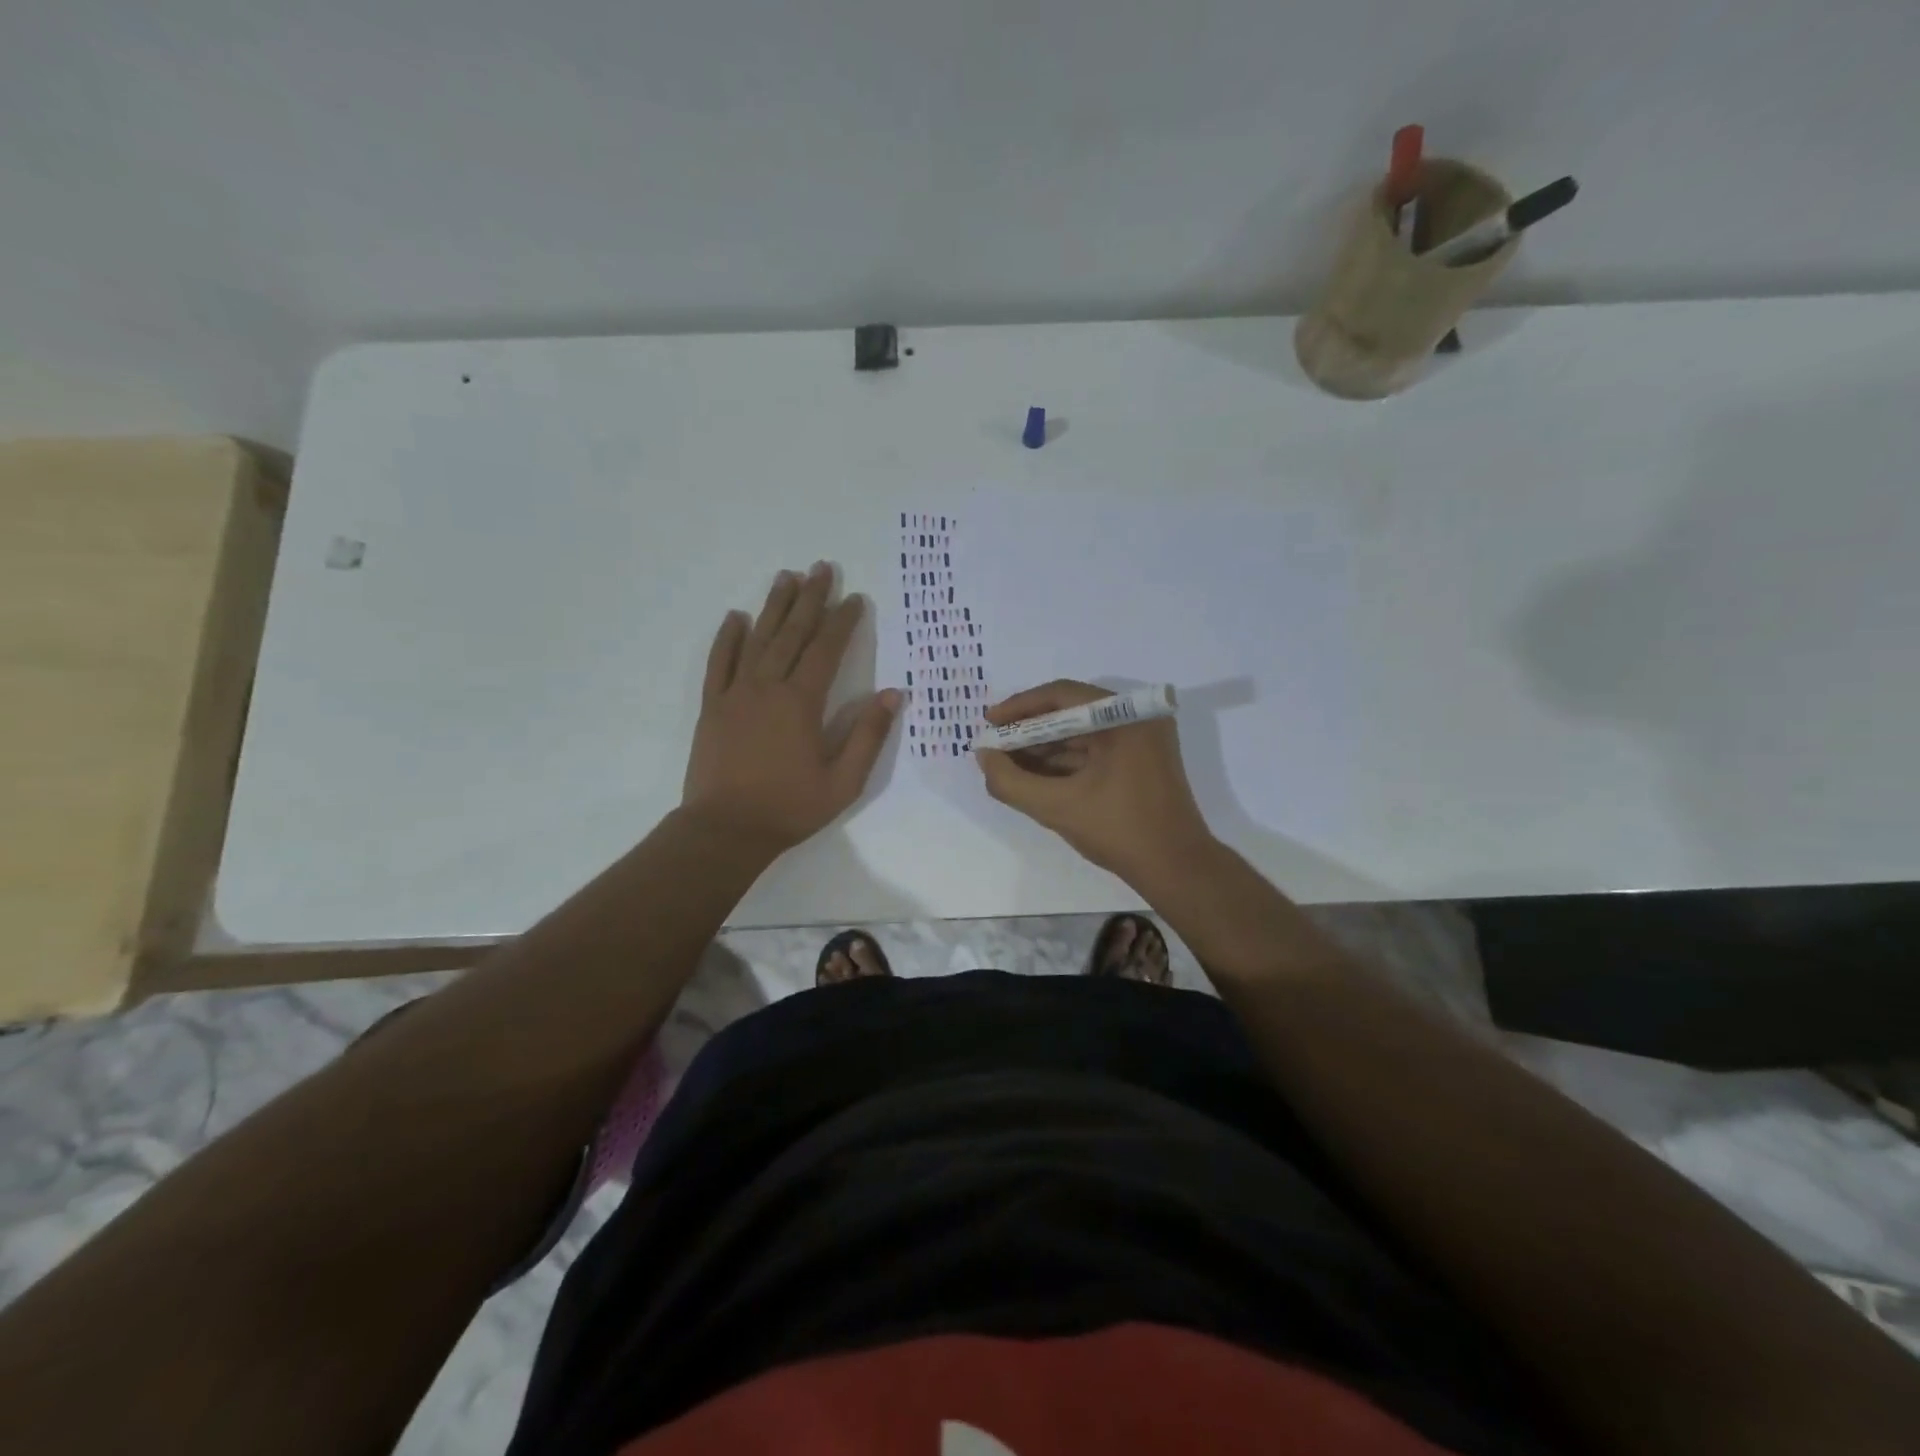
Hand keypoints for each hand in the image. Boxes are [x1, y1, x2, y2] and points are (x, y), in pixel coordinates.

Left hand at [682, 563, 901, 851]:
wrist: (724, 830)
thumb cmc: (789, 808)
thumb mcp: (843, 781)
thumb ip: (868, 736)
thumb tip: (894, 695)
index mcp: (801, 703)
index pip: (826, 650)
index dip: (843, 622)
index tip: (856, 598)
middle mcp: (767, 687)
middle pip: (792, 633)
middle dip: (810, 599)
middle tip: (821, 568)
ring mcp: (735, 694)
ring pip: (757, 639)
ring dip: (774, 607)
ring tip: (786, 577)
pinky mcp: (712, 706)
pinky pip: (719, 663)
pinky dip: (727, 638)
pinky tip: (735, 617)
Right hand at [976, 680, 1214, 882]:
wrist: (1177, 868)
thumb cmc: (1119, 831)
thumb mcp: (1057, 807)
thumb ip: (1011, 781)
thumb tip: (983, 756)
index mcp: (1124, 717)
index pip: (1061, 695)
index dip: (1019, 707)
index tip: (989, 723)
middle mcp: (1137, 718)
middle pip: (1071, 712)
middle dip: (1029, 731)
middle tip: (995, 747)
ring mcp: (1142, 740)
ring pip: (1081, 733)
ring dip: (1044, 748)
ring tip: (1008, 764)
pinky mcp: (1142, 760)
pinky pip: (1095, 750)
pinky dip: (1065, 762)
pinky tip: (1035, 776)